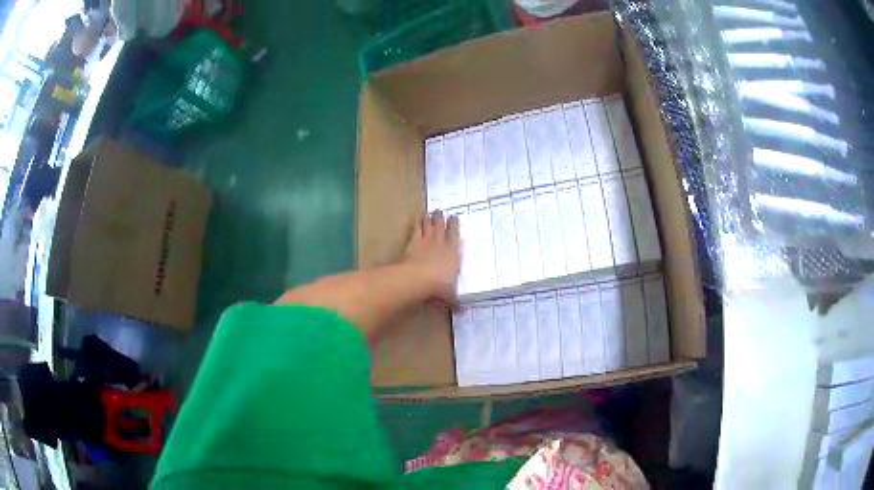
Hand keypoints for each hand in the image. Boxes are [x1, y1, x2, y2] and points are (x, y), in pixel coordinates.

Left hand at [404, 211, 461, 305]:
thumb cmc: (440, 287)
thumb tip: (462, 310)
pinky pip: (415, 231)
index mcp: (454, 253)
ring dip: (429, 220)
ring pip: (428, 226)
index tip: (454, 217)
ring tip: (429, 213)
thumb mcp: (451, 296)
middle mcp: (441, 244)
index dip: (454, 225)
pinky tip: (416, 221)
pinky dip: (416, 225)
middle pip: (441, 226)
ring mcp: (426, 242)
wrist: (419, 280)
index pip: (455, 234)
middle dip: (441, 218)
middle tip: (440, 211)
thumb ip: (455, 301)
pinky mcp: (412, 244)